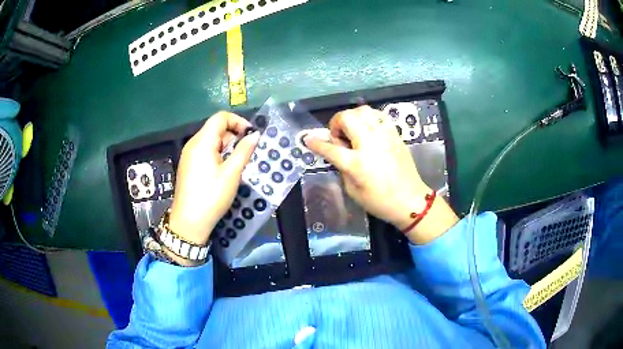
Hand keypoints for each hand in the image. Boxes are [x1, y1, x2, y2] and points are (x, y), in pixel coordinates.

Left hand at [168, 112, 259, 247]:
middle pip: (215, 128)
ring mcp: (189, 155)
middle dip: (234, 135)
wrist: (189, 222)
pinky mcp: (188, 165)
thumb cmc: (211, 197)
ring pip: (211, 140)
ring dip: (227, 146)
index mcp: (202, 142)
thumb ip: (243, 151)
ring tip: (238, 163)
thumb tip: (255, 134)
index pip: (220, 117)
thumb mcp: (231, 174)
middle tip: (247, 152)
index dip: (238, 121)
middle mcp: (193, 144)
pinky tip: (224, 170)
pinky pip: (205, 151)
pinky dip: (218, 154)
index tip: (251, 135)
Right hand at [305, 106, 457, 243]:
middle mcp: (370, 144)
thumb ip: (342, 167)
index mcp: (357, 163)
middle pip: (347, 118)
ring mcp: (384, 136)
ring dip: (353, 117)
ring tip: (353, 130)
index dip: (316, 143)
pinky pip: (379, 115)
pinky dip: (369, 117)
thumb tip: (337, 150)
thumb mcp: (352, 190)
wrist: (410, 200)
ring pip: (363, 110)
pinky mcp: (395, 134)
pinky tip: (368, 129)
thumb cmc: (379, 201)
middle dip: (336, 122)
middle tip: (339, 136)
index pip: (330, 148)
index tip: (308, 139)